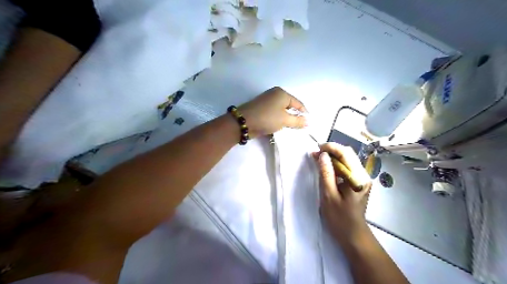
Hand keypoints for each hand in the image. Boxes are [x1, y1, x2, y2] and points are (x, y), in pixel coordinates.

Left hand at [239, 88, 306, 138]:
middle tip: (299, 128)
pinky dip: (279, 119)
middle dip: (295, 117)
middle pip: (290, 106)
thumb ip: (298, 121)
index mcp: (282, 93)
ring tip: (290, 128)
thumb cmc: (267, 118)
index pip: (298, 104)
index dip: (304, 114)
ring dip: (286, 119)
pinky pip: (275, 113)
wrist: (244, 122)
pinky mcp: (261, 108)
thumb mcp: (285, 120)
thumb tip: (308, 122)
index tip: (308, 125)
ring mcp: (267, 101)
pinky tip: (280, 127)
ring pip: (282, 110)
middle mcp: (275, 94)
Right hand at [313, 143, 370, 244]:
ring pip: (347, 159)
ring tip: (319, 159)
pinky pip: (347, 167)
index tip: (317, 149)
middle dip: (331, 151)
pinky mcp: (359, 182)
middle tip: (315, 154)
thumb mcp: (329, 195)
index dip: (331, 148)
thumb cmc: (339, 218)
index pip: (346, 154)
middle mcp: (364, 175)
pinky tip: (327, 167)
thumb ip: (326, 173)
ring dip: (333, 157)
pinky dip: (336, 164)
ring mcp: (363, 178)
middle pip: (348, 154)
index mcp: (358, 178)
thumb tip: (322, 155)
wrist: (353, 234)